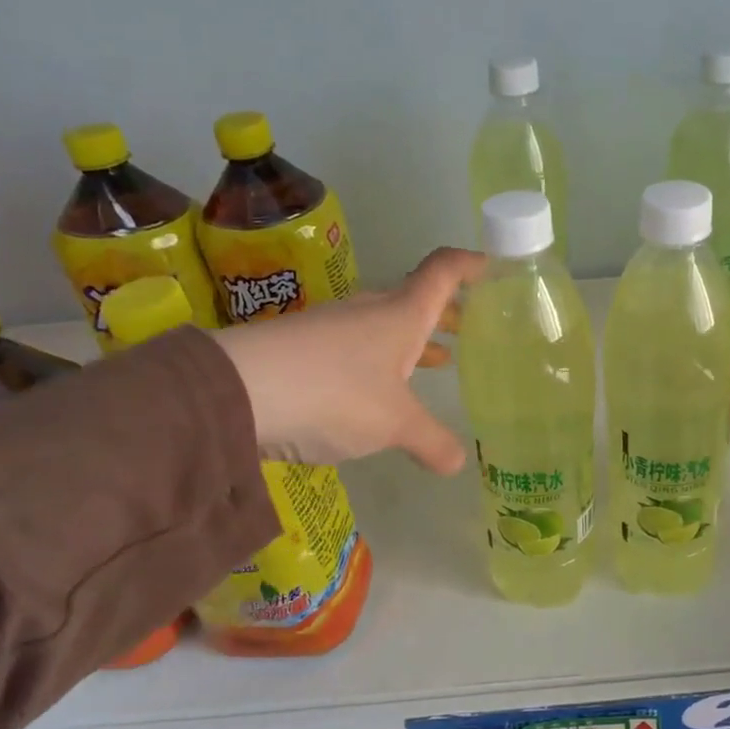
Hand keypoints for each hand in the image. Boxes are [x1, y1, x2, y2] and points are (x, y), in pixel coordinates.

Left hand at [213, 247, 484, 472]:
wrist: (235, 391)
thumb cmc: (335, 393)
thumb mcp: (393, 425)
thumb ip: (431, 441)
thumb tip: (458, 463)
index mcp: (402, 315)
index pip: (443, 272)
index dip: (470, 265)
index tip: (493, 269)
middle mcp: (369, 312)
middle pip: (415, 300)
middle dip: (445, 314)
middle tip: (469, 331)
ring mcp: (333, 328)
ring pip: (384, 326)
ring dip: (412, 340)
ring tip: (435, 362)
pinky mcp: (304, 350)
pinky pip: (355, 348)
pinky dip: (379, 361)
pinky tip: (376, 392)